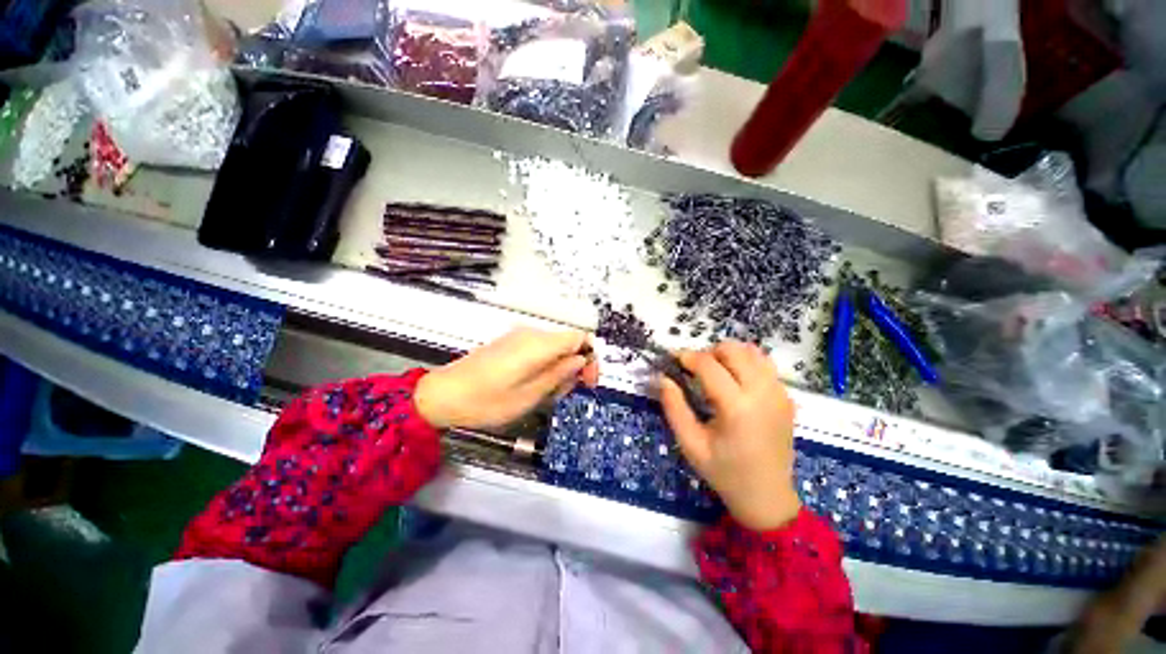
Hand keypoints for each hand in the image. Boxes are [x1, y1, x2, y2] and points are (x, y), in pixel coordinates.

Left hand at [415, 327, 598, 429]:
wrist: (444, 395)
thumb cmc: (486, 400)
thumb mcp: (530, 395)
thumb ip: (560, 374)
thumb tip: (580, 361)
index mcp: (539, 345)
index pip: (580, 337)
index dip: (590, 357)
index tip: (588, 381)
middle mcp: (531, 334)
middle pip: (568, 343)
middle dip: (573, 368)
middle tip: (562, 393)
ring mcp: (519, 338)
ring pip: (554, 349)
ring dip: (559, 370)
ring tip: (545, 394)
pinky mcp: (510, 344)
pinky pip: (539, 351)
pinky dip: (545, 367)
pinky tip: (533, 386)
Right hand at [660, 341, 800, 531]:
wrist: (768, 496)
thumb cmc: (725, 472)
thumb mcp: (690, 444)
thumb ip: (674, 407)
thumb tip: (662, 377)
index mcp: (737, 407)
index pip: (708, 365)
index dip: (687, 357)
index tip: (673, 359)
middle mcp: (762, 393)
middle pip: (733, 350)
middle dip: (708, 352)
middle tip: (695, 370)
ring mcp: (779, 393)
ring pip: (751, 351)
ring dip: (728, 355)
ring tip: (715, 373)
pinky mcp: (787, 396)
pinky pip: (764, 364)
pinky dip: (745, 363)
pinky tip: (735, 382)